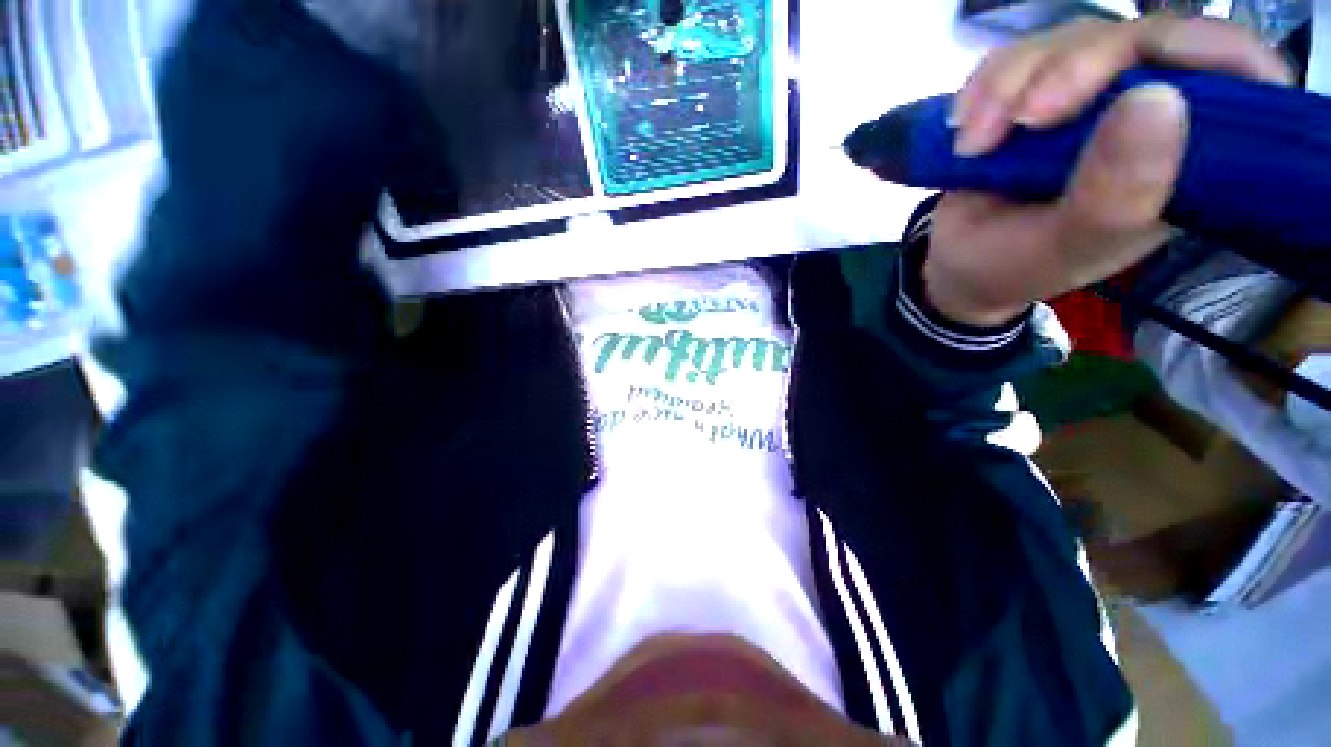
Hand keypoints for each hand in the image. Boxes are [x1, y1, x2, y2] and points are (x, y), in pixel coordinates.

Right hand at [924, 15, 1291, 326]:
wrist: (956, 264)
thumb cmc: (1015, 266)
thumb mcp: (1065, 248)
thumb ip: (1114, 196)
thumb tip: (1159, 100)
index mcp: (1182, 159)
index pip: (1235, 76)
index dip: (1208, 56)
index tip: (1147, 85)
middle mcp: (1148, 113)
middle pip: (1140, 40)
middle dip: (1073, 70)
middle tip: (1024, 120)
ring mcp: (1090, 95)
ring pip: (1070, 38)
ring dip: (1009, 85)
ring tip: (973, 144)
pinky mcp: (1037, 88)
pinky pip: (1017, 54)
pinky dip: (983, 85)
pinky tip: (963, 125)